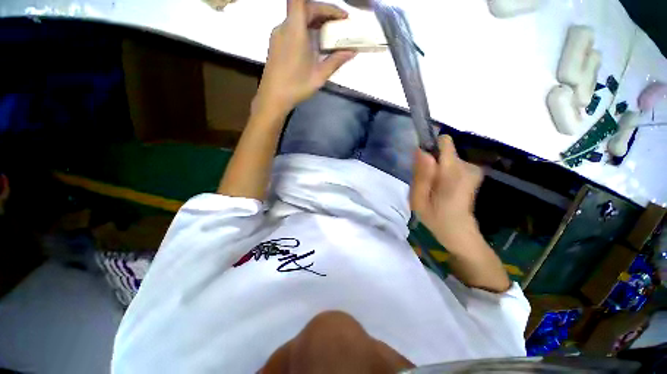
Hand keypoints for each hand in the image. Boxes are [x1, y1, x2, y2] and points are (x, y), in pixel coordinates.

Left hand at [253, 0, 356, 113]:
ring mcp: (278, 35)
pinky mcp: (276, 43)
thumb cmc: (296, 86)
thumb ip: (336, 61)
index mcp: (295, 30)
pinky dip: (305, 29)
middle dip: (324, 12)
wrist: (273, 98)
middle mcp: (284, 27)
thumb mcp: (319, 75)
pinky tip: (313, 43)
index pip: (302, 0)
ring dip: (314, 20)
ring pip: (297, 17)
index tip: (338, 15)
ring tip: (329, 33)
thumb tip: (352, 52)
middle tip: (340, 24)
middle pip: (304, 8)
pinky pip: (292, 28)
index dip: (323, 4)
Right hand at [410, 135, 483, 250]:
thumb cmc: (435, 217)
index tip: (422, 162)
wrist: (458, 231)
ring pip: (447, 158)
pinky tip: (443, 187)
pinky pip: (453, 164)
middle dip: (431, 163)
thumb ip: (421, 174)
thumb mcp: (418, 199)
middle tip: (427, 183)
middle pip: (443, 151)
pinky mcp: (473, 173)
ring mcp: (472, 170)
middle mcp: (466, 166)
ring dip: (437, 169)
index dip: (431, 147)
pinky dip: (445, 172)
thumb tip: (421, 150)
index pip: (444, 142)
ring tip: (434, 187)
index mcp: (452, 172)